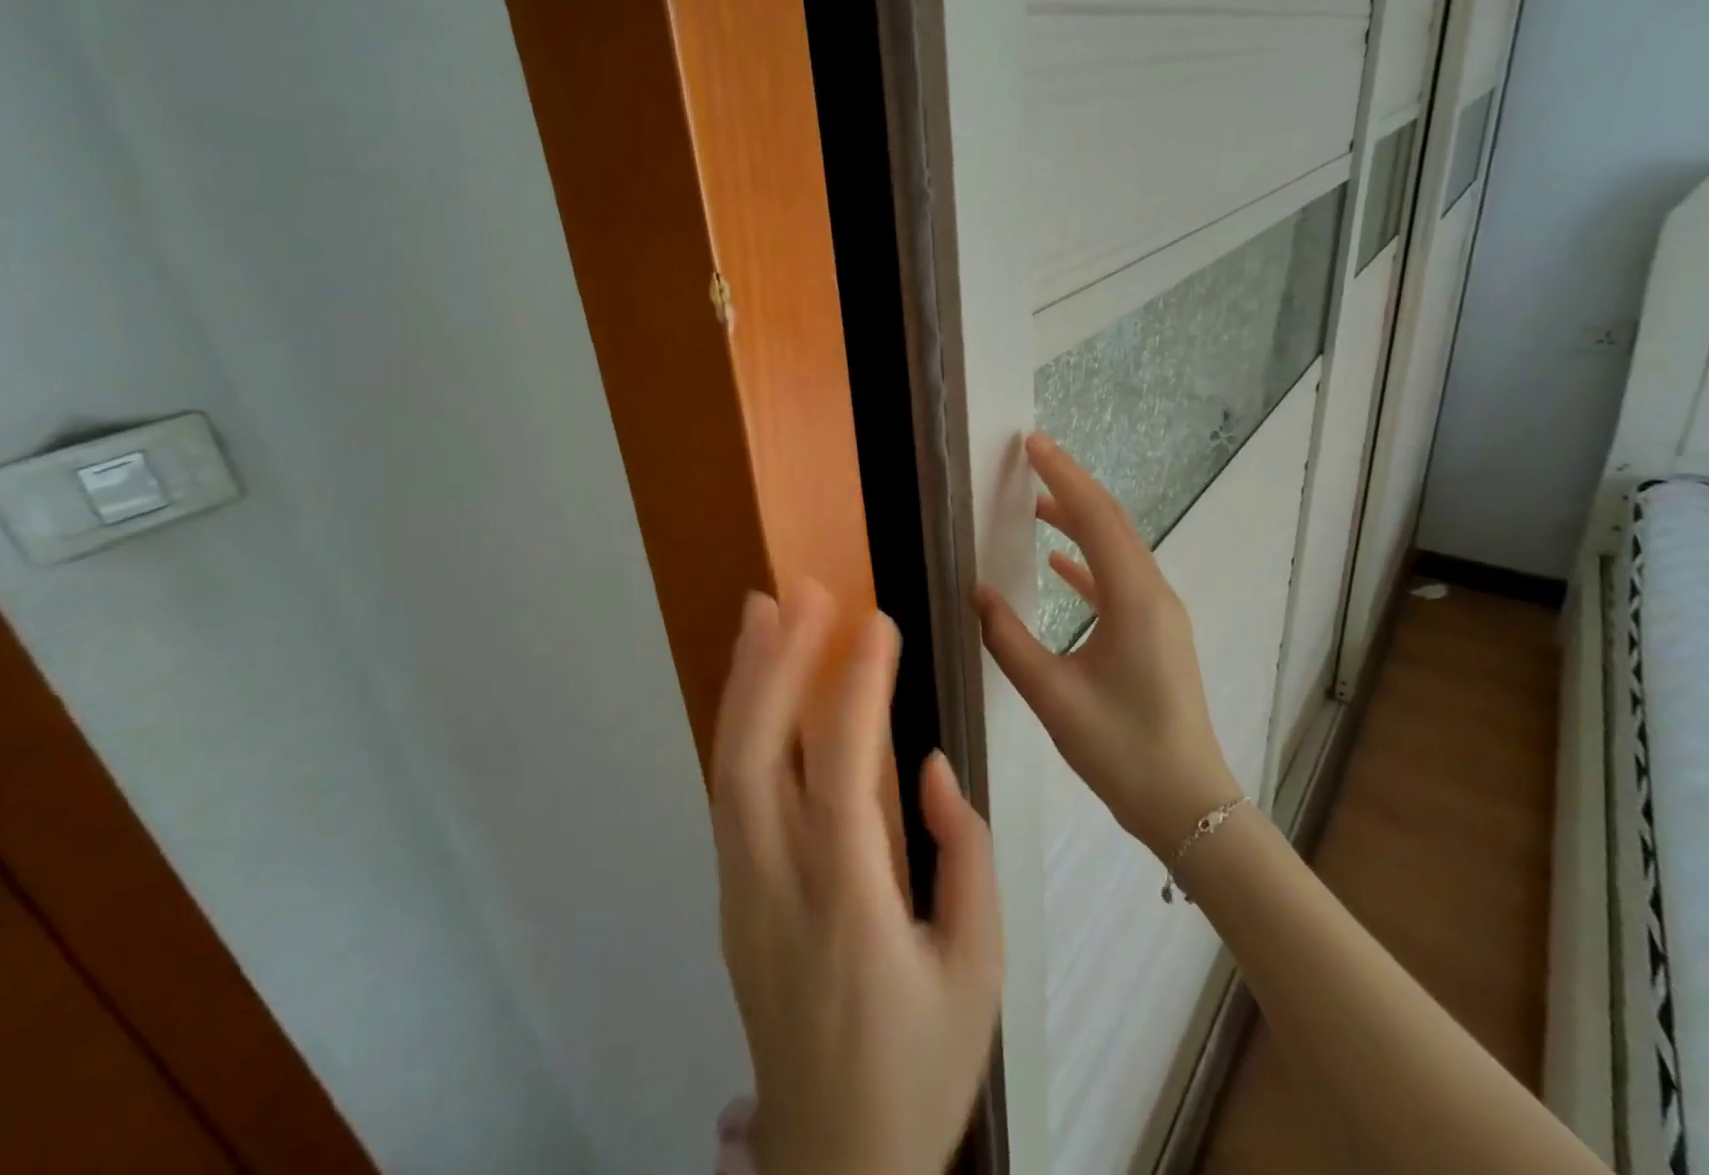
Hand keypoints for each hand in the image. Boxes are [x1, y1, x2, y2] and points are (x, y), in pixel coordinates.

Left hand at [711, 583, 1002, 1174]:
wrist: (834, 1162)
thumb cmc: (921, 1063)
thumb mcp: (978, 968)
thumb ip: (964, 856)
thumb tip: (929, 765)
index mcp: (850, 909)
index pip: (843, 775)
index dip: (857, 690)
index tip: (874, 621)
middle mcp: (778, 888)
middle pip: (758, 756)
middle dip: (776, 662)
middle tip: (799, 591)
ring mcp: (741, 890)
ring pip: (730, 766)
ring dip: (746, 680)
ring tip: (762, 611)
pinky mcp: (731, 895)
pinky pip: (730, 791)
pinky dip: (741, 722)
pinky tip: (757, 683)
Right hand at [972, 433, 1241, 862]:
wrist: (1188, 805)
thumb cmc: (1120, 749)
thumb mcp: (1052, 694)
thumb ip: (1007, 638)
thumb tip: (975, 591)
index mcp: (1134, 599)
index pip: (1095, 517)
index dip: (1062, 475)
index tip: (1031, 443)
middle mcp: (1153, 594)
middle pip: (1111, 522)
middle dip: (1071, 485)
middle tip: (1031, 457)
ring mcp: (1159, 613)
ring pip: (1117, 548)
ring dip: (1079, 520)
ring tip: (1035, 502)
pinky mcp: (1156, 633)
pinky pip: (1120, 579)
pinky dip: (1088, 561)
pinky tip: (1058, 563)